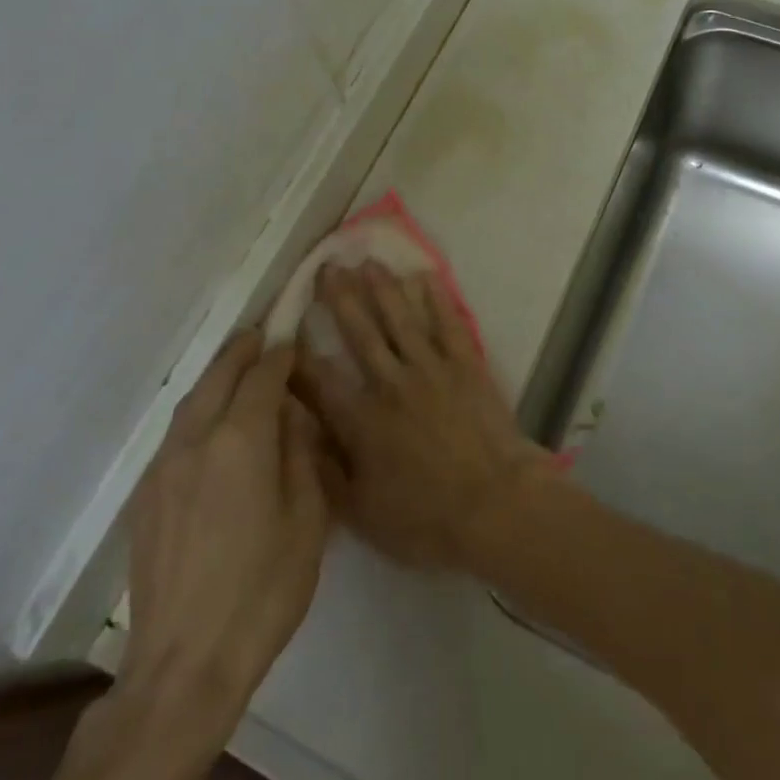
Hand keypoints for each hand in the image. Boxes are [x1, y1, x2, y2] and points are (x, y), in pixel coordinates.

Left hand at [120, 330, 330, 719]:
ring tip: (236, 367)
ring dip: (216, 377)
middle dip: (241, 351)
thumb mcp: (307, 519)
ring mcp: (163, 468)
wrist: (185, 663)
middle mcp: (195, 441)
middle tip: (262, 334)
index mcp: (241, 441)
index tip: (292, 338)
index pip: (262, 377)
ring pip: (190, 402)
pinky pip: (175, 433)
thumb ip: (300, 454)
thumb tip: (291, 415)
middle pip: (218, 377)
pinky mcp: (145, 497)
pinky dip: (197, 410)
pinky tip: (210, 423)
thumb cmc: (263, 590)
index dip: (279, 354)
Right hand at [296, 263, 555, 570]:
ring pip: (400, 319)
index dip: (298, 352)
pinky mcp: (465, 364)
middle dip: (340, 299)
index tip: (284, 325)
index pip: (320, 379)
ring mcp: (431, 369)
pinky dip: (435, 299)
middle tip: (327, 267)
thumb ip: (324, 471)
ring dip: (382, 288)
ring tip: (367, 262)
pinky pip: (446, 323)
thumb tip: (295, 433)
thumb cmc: (426, 518)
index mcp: (361, 420)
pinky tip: (424, 277)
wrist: (495, 505)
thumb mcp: (361, 512)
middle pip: (360, 333)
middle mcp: (391, 383)